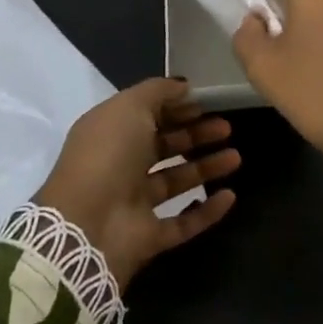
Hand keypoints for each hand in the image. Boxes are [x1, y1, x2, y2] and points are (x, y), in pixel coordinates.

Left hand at [34, 78, 239, 287]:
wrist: (87, 225)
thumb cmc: (108, 154)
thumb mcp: (130, 106)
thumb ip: (158, 92)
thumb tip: (184, 87)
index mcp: (111, 132)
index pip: (147, 115)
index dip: (176, 107)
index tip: (207, 103)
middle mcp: (121, 165)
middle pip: (164, 146)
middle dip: (195, 135)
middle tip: (227, 128)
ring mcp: (134, 202)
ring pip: (176, 181)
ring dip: (206, 168)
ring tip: (236, 157)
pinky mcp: (149, 236)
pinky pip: (183, 222)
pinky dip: (207, 211)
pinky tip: (230, 196)